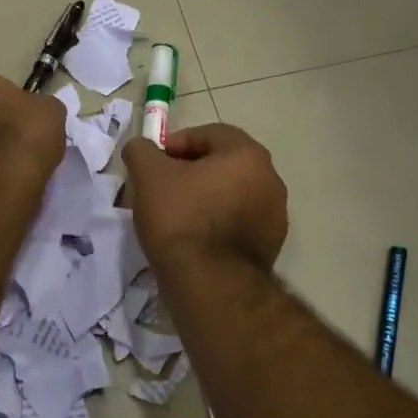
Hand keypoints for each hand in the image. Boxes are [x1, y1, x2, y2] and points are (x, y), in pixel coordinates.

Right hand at [122, 124, 288, 271]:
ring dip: (206, 198)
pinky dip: (217, 224)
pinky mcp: (270, 246)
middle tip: (162, 189)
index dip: (177, 143)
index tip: (154, 164)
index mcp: (248, 155)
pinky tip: (194, 240)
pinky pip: (239, 223)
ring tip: (176, 217)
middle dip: (192, 172)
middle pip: (224, 165)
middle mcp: (270, 180)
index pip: (210, 134)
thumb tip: (142, 148)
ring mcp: (275, 216)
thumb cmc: (181, 218)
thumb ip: (141, 151)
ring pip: (232, 195)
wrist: (209, 283)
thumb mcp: (148, 175)